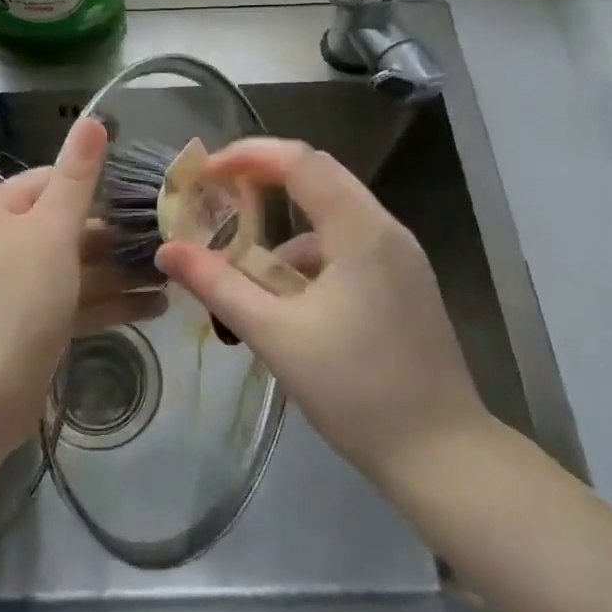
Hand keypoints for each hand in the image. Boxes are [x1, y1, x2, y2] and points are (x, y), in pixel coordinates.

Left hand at [0, 118, 162, 450]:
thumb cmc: (17, 298)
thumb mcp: (52, 229)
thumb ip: (78, 176)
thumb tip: (93, 119)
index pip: (53, 179)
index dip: (98, 182)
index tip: (146, 190)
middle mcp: (5, 242)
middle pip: (70, 225)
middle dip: (119, 233)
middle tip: (171, 234)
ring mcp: (18, 287)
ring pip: (78, 267)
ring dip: (122, 270)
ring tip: (174, 271)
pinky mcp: (33, 325)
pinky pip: (77, 302)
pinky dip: (112, 303)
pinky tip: (157, 307)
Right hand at [156, 139, 490, 491]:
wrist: (443, 456)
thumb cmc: (357, 392)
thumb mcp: (276, 336)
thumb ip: (218, 286)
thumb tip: (168, 251)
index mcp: (361, 230)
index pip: (300, 161)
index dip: (248, 155)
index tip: (206, 173)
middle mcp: (386, 229)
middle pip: (317, 176)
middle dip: (262, 179)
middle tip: (216, 195)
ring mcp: (400, 255)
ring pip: (332, 213)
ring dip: (283, 226)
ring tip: (243, 266)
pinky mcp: (403, 281)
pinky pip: (347, 244)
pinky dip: (308, 256)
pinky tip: (285, 299)